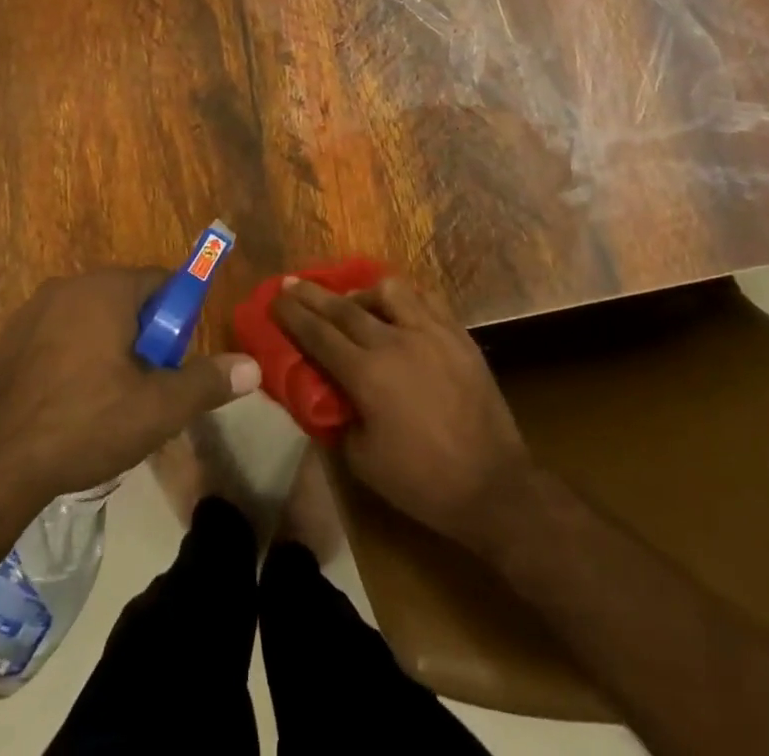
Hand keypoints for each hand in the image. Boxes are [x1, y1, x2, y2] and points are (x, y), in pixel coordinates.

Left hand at [0, 268, 261, 515]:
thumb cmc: (82, 424)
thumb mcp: (156, 409)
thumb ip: (207, 382)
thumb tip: (253, 367)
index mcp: (106, 288)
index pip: (163, 282)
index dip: (178, 321)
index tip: (175, 363)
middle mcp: (69, 286)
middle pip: (128, 302)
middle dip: (146, 339)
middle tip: (147, 390)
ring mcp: (32, 312)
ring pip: (94, 322)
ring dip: (111, 352)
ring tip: (109, 405)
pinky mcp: (8, 341)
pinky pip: (60, 338)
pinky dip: (75, 362)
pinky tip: (71, 408)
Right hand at [272, 277, 530, 550]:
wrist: (492, 485)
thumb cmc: (422, 482)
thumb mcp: (362, 460)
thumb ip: (339, 416)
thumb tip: (328, 390)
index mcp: (368, 375)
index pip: (319, 335)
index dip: (293, 315)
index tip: (275, 298)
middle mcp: (396, 341)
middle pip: (345, 307)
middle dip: (313, 295)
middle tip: (293, 283)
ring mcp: (431, 332)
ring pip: (389, 290)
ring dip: (363, 292)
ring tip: (355, 303)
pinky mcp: (458, 334)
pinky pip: (425, 300)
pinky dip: (403, 299)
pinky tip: (397, 309)